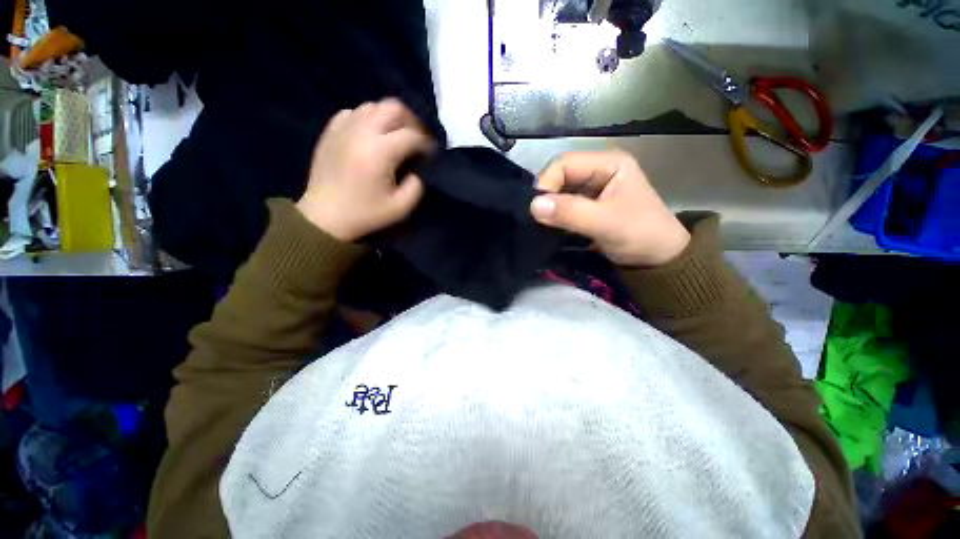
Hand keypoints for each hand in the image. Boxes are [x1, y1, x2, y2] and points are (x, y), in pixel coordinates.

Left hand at [296, 99, 435, 241]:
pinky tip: (371, 135)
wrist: (325, 216)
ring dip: (390, 118)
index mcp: (380, 151)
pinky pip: (354, 112)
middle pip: (394, 108)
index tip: (431, 154)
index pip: (412, 135)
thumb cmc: (366, 213)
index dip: (427, 143)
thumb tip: (417, 169)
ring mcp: (344, 128)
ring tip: (396, 136)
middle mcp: (362, 131)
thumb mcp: (401, 207)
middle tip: (417, 139)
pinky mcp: (331, 131)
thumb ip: (417, 185)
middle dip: (412, 121)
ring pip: (374, 106)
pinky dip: (368, 119)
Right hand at [530, 150, 689, 266]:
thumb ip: (570, 213)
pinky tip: (548, 226)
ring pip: (558, 191)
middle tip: (536, 218)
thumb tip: (533, 205)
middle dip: (546, 196)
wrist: (658, 259)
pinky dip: (553, 215)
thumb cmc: (640, 235)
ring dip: (548, 207)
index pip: (565, 163)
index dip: (547, 183)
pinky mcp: (586, 205)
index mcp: (608, 163)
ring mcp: (592, 188)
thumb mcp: (606, 223)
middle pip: (559, 175)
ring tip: (540, 223)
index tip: (537, 209)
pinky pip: (562, 205)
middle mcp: (597, 170)